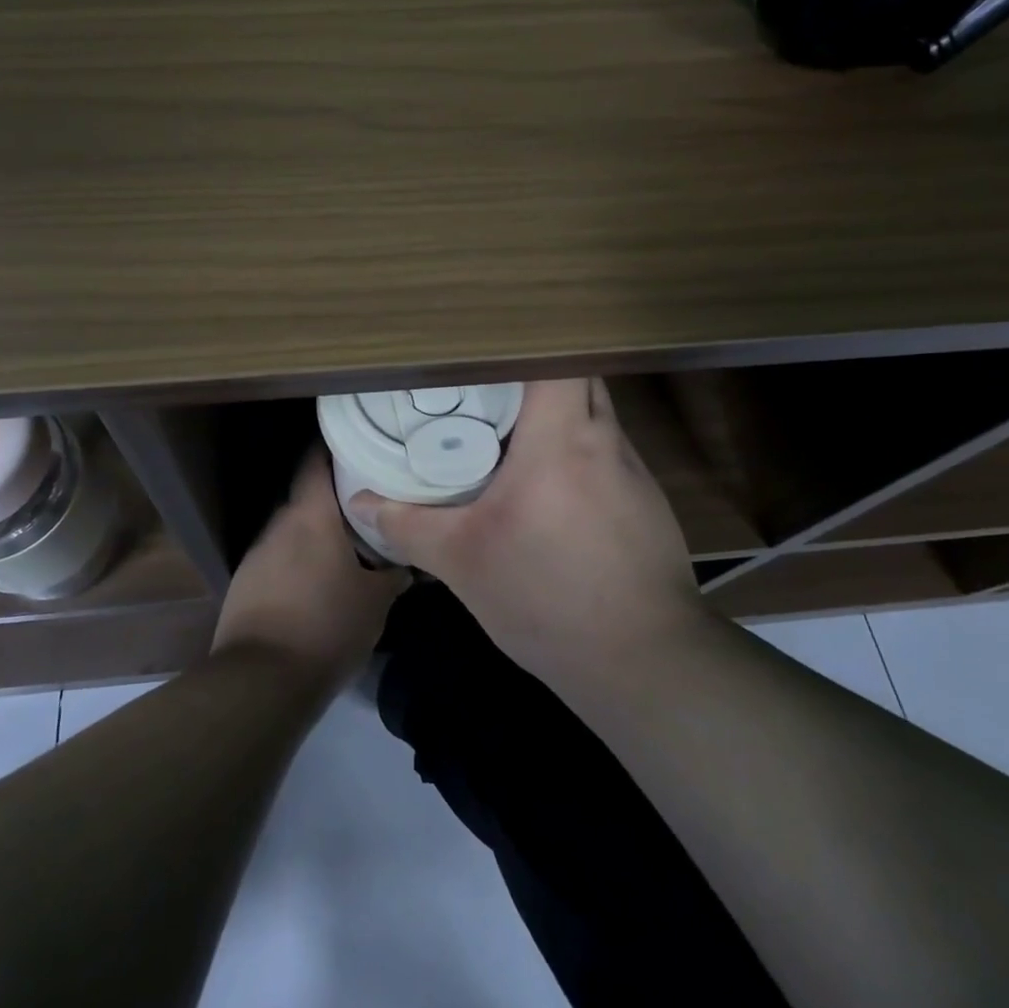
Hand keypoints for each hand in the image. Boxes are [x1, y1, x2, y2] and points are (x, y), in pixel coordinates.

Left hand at [212, 449, 408, 687]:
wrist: (261, 681)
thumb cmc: (327, 627)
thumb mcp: (375, 603)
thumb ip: (394, 574)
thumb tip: (410, 562)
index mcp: (310, 515)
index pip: (315, 461)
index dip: (334, 448)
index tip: (359, 447)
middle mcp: (279, 523)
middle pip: (307, 497)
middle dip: (334, 500)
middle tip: (367, 506)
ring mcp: (257, 553)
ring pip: (293, 530)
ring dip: (315, 535)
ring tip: (347, 548)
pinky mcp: (245, 582)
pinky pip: (278, 559)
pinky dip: (297, 562)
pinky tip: (316, 585)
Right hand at [346, 378, 706, 696]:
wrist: (644, 664)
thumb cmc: (547, 598)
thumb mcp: (463, 562)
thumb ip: (408, 524)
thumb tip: (360, 501)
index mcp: (562, 438)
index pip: (557, 357)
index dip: (522, 344)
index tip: (482, 351)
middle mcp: (605, 439)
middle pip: (577, 375)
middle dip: (534, 374)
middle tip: (485, 391)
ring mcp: (635, 470)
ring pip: (594, 414)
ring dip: (557, 414)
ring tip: (511, 434)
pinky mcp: (647, 501)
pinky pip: (606, 451)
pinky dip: (577, 450)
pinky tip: (551, 488)